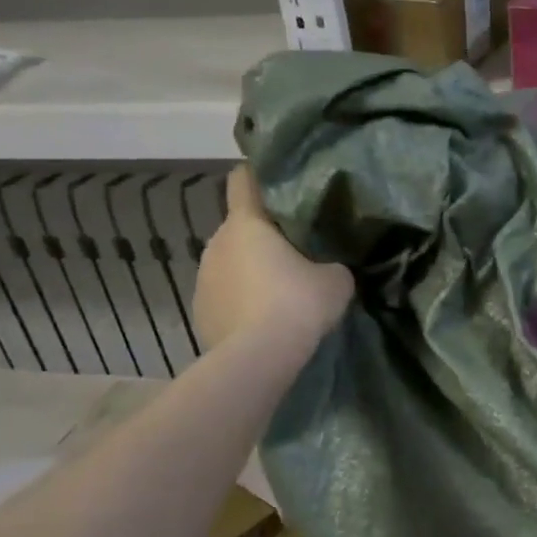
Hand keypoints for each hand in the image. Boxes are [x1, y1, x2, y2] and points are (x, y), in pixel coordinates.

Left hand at [194, 167, 352, 349]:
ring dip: (251, 270)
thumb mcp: (337, 280)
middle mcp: (216, 242)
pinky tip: (262, 319)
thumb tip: (329, 268)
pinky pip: (224, 294)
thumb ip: (332, 264)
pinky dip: (241, 300)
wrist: (257, 359)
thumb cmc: (297, 304)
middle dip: (264, 235)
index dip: (260, 177)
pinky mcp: (199, 311)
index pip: (243, 181)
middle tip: (296, 251)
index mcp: (247, 223)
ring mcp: (202, 278)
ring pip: (231, 262)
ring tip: (280, 291)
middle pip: (240, 226)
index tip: (279, 184)